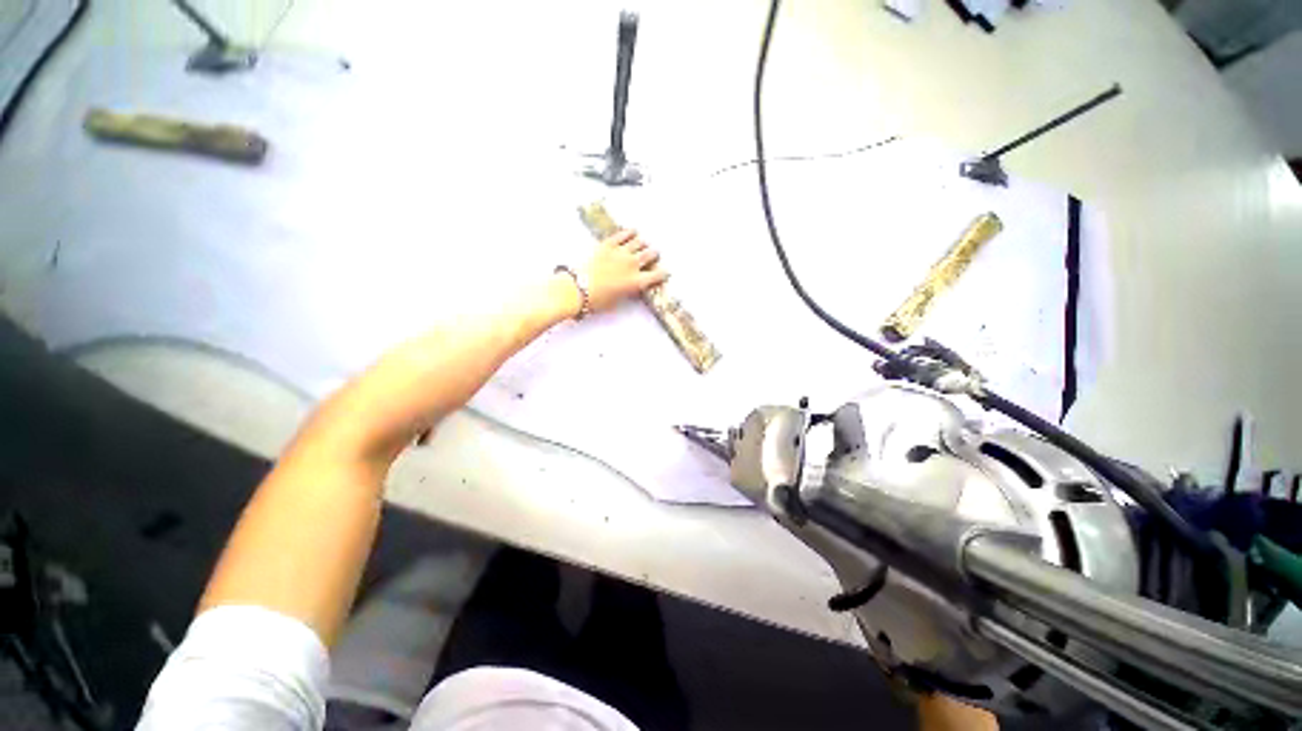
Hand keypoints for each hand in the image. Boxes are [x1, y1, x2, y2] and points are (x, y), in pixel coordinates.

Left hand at [581, 230, 668, 312]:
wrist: (578, 288)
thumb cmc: (597, 301)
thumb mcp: (618, 301)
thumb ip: (629, 292)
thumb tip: (633, 289)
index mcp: (637, 282)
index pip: (657, 275)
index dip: (663, 274)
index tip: (665, 272)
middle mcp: (633, 265)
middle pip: (650, 255)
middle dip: (654, 254)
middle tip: (654, 254)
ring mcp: (621, 253)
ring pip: (638, 242)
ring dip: (643, 243)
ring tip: (643, 243)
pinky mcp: (608, 245)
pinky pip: (622, 235)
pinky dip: (629, 233)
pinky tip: (632, 232)